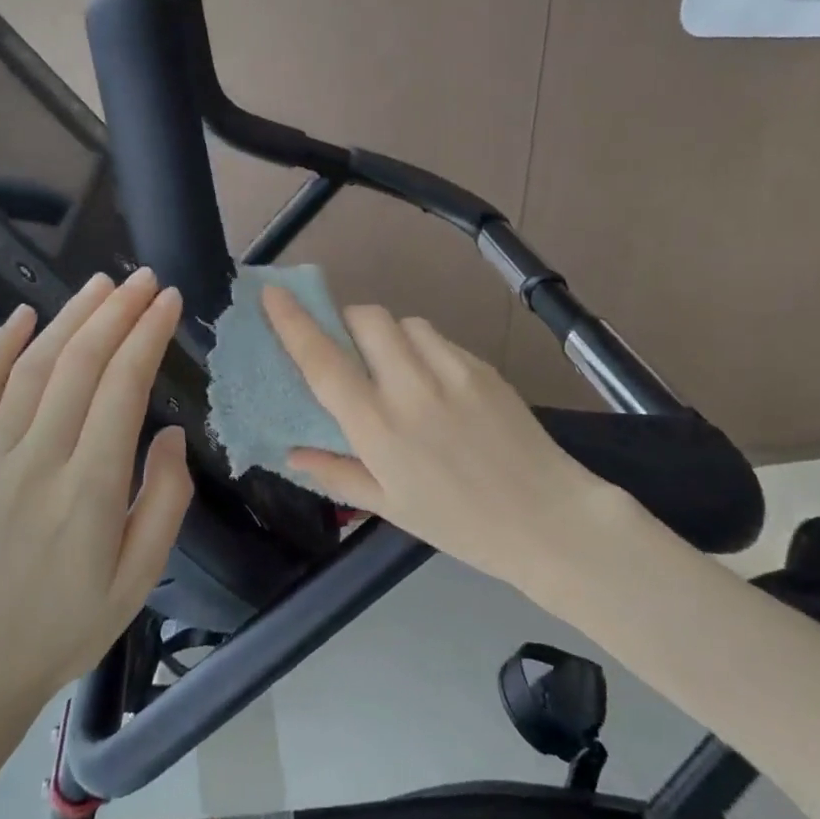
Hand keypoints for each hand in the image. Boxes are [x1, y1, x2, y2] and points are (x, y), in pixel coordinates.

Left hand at [0, 270, 193, 761]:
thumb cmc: (65, 628)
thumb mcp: (138, 579)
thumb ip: (164, 500)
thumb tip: (168, 432)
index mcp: (88, 488)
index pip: (122, 387)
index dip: (147, 335)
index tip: (170, 301)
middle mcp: (38, 460)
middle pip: (79, 364)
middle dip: (117, 312)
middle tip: (146, 279)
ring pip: (32, 368)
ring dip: (70, 318)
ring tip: (102, 284)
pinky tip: (22, 317)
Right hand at [263, 287, 622, 597]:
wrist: (546, 517)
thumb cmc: (460, 524)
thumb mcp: (390, 507)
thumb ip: (336, 473)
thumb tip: (291, 452)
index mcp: (379, 427)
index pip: (323, 361)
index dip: (293, 323)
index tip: (274, 294)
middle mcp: (410, 387)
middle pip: (366, 318)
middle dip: (348, 322)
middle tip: (351, 350)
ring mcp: (451, 370)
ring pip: (405, 323)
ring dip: (389, 335)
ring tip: (397, 368)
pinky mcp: (481, 364)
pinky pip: (438, 338)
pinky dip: (423, 347)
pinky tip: (435, 382)